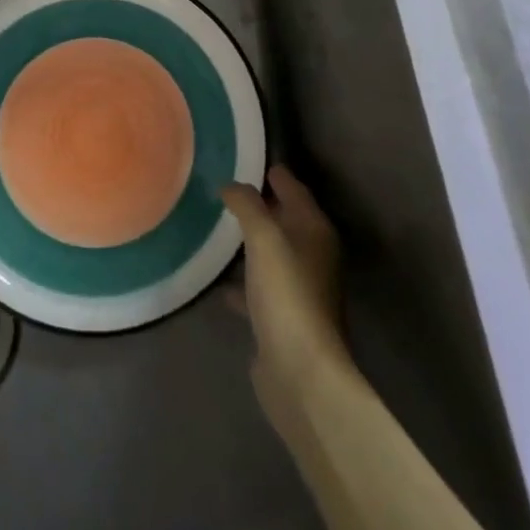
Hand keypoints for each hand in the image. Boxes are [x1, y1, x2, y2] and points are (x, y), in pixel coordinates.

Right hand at [222, 166, 350, 429]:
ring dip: (249, 243)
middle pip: (283, 219)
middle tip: (221, 188)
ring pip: (270, 254)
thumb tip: (231, 185)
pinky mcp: (282, 319)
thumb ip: (247, 205)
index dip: (272, 172)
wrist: (301, 373)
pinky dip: (242, 282)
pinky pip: (259, 288)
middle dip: (257, 205)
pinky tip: (218, 281)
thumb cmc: (287, 294)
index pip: (293, 188)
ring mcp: (298, 289)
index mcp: (314, 230)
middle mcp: (312, 255)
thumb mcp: (264, 238)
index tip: (243, 156)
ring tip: (214, 227)